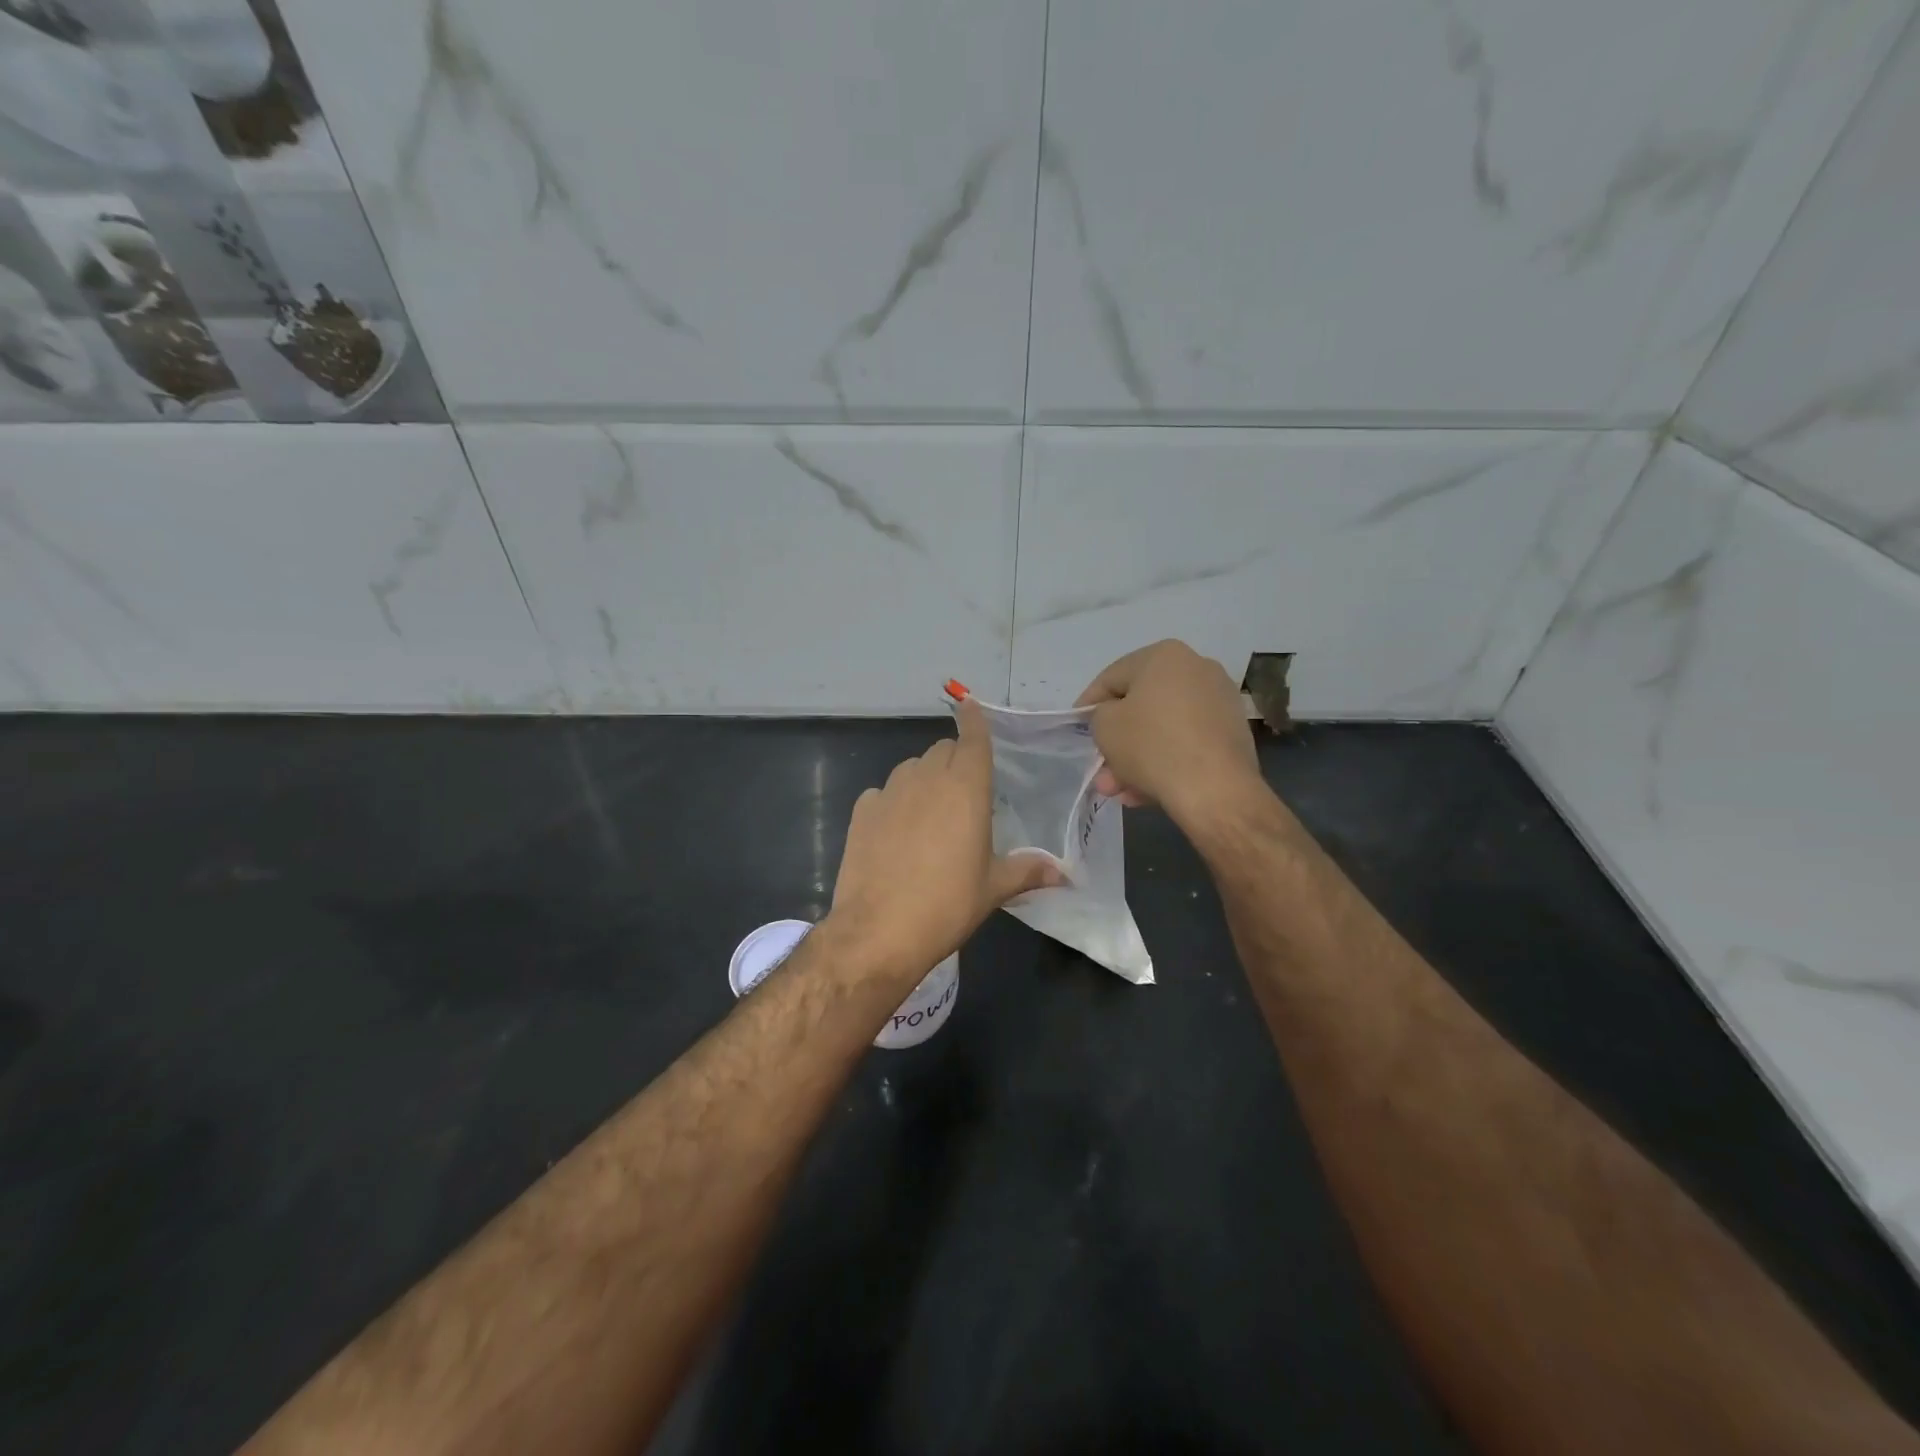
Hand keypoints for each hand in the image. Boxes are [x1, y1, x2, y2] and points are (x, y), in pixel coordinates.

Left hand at [828, 700, 1059, 980]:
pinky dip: (893, 802)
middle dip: (955, 759)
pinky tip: (895, 833)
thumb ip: (1028, 871)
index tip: (971, 707)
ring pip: (911, 768)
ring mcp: (889, 792)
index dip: (974, 720)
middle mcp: (926, 779)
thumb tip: (1063, 873)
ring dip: (924, 778)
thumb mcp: (993, 888)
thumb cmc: (947, 905)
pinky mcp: (861, 811)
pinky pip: (882, 793)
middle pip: (943, 750)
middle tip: (965, 792)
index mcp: (965, 788)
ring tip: (930, 814)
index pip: (972, 737)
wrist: (878, 931)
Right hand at [1076, 640, 1261, 828]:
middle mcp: (1197, 668)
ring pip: (1163, 729)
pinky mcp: (1233, 733)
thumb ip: (1100, 714)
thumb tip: (1114, 718)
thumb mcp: (1104, 726)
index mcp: (1164, 655)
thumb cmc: (1152, 745)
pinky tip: (1146, 792)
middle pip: (1141, 706)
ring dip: (1137, 758)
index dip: (1088, 704)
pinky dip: (1165, 762)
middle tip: (1101, 767)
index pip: (1112, 677)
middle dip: (1117, 741)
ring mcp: (1220, 701)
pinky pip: (1186, 743)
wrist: (1215, 789)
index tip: (1076, 727)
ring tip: (1121, 791)